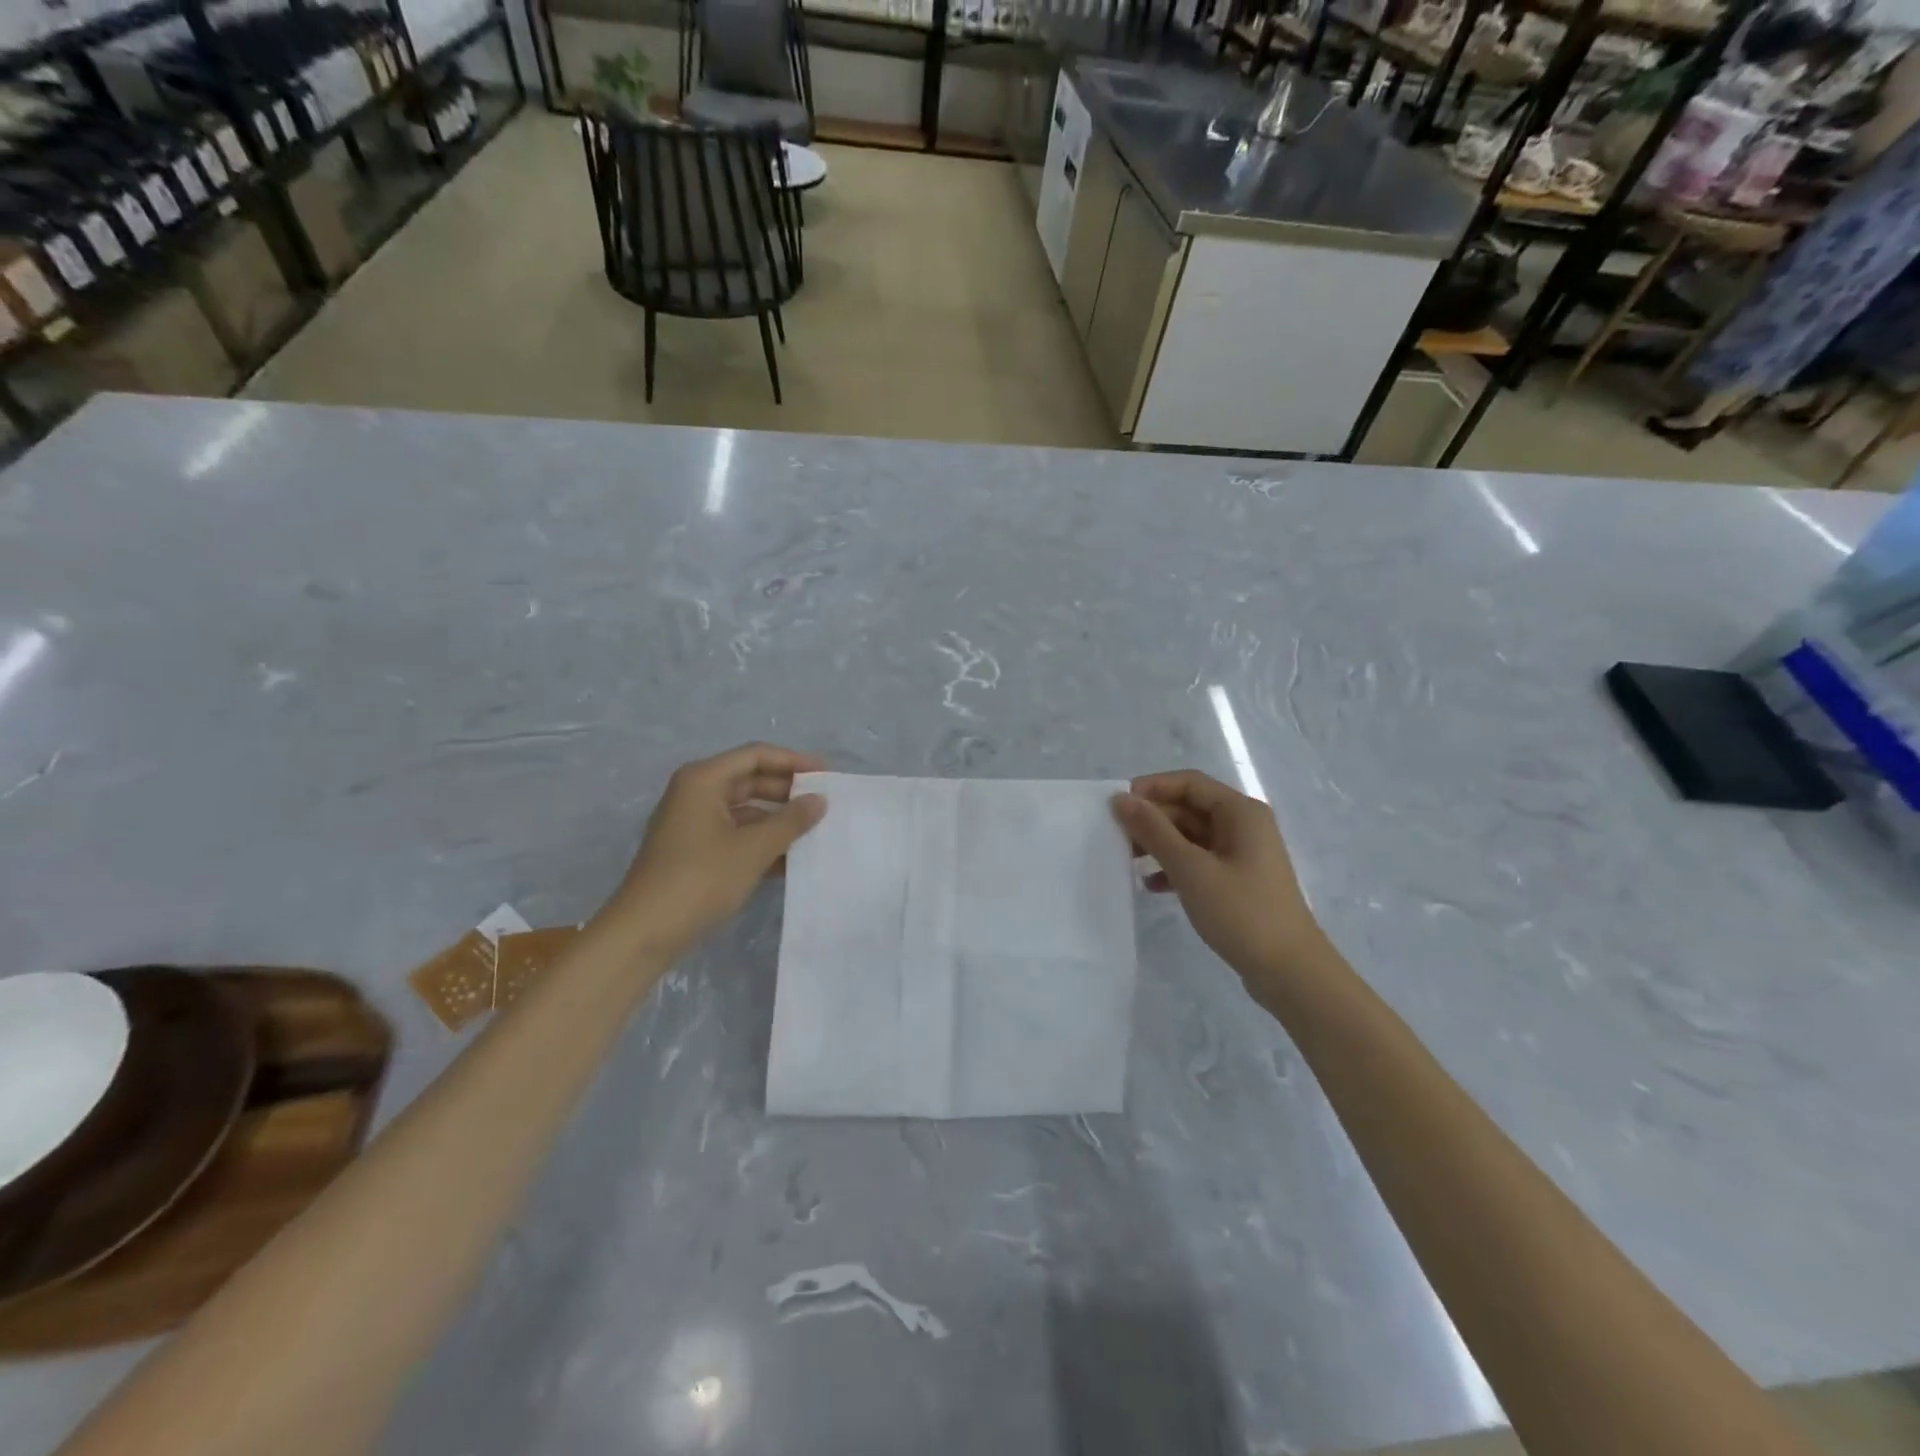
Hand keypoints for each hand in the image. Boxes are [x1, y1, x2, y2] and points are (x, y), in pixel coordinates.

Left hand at [606, 743, 827, 958]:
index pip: (756, 755)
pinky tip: (791, 859)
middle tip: (824, 803)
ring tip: (814, 832)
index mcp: (704, 780)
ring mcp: (693, 823)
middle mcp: (696, 793)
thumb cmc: (700, 879)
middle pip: (750, 780)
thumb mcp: (753, 849)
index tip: (827, 775)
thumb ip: (790, 821)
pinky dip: (761, 841)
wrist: (645, 932)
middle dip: (787, 791)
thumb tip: (819, 800)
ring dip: (778, 820)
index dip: (794, 761)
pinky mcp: (694, 851)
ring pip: (745, 810)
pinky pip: (736, 834)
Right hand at [1112, 770, 1328, 1000]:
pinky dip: (1175, 867)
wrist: (1289, 972)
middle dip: (1152, 819)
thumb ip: (1154, 831)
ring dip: (1159, 843)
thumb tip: (1122, 798)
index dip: (1151, 788)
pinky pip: (1199, 860)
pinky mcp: (1238, 880)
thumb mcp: (1191, 869)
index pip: (1189, 783)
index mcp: (1240, 812)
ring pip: (1191, 836)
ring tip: (1126, 860)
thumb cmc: (1241, 912)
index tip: (1117, 805)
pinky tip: (1152, 885)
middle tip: (1115, 836)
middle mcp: (1244, 825)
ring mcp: (1242, 854)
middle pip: (1189, 808)